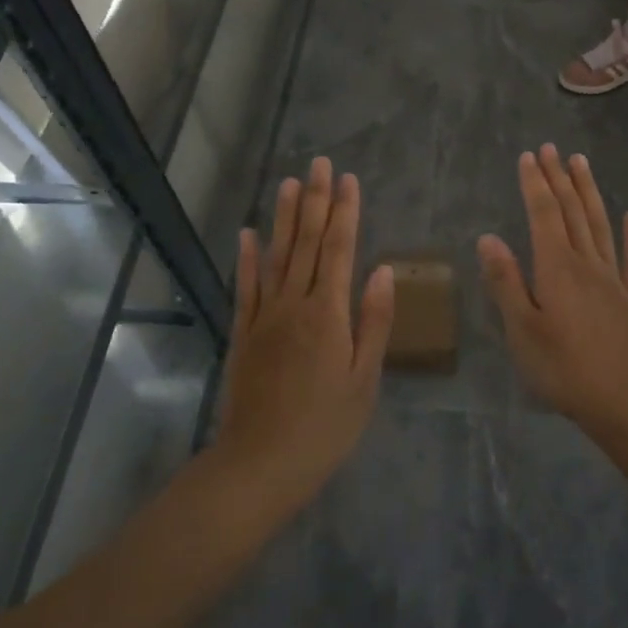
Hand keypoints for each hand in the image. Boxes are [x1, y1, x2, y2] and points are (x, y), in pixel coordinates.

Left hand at [215, 158, 393, 513]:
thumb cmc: (325, 427)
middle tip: (319, 163)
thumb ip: (374, 322)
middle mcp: (294, 304)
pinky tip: (248, 234)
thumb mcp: (364, 379)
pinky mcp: (243, 333)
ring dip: (283, 217)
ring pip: (275, 256)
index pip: (338, 249)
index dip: (344, 212)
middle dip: (315, 200)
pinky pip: (245, 288)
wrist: (260, 464)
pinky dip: (247, 258)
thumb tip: (383, 271)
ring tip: (289, 182)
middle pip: (305, 243)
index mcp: (328, 314)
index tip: (348, 179)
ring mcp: (264, 317)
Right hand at [477, 145, 627, 430]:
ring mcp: (612, 280)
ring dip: (589, 192)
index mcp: (557, 268)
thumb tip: (488, 238)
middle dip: (559, 178)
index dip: (535, 184)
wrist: (625, 400)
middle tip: (551, 148)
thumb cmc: (564, 368)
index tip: (528, 156)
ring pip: (599, 225)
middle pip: (572, 212)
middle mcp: (586, 264)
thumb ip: (505, 282)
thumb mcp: (522, 329)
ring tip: (581, 163)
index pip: (544, 215)